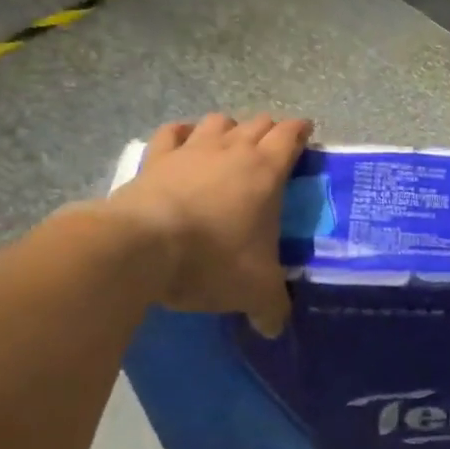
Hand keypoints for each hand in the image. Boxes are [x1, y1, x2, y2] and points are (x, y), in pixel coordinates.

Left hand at [108, 113, 312, 335]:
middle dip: (269, 132)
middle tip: (273, 151)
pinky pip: (173, 132)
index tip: (307, 135)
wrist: (142, 247)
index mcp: (266, 171)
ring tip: (230, 146)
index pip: (291, 135)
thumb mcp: (253, 290)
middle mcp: (232, 149)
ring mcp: (191, 149)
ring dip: (229, 129)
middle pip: (258, 123)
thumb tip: (275, 328)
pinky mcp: (156, 157)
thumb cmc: (211, 260)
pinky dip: (183, 134)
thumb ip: (272, 307)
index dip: (302, 131)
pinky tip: (183, 143)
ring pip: (218, 120)